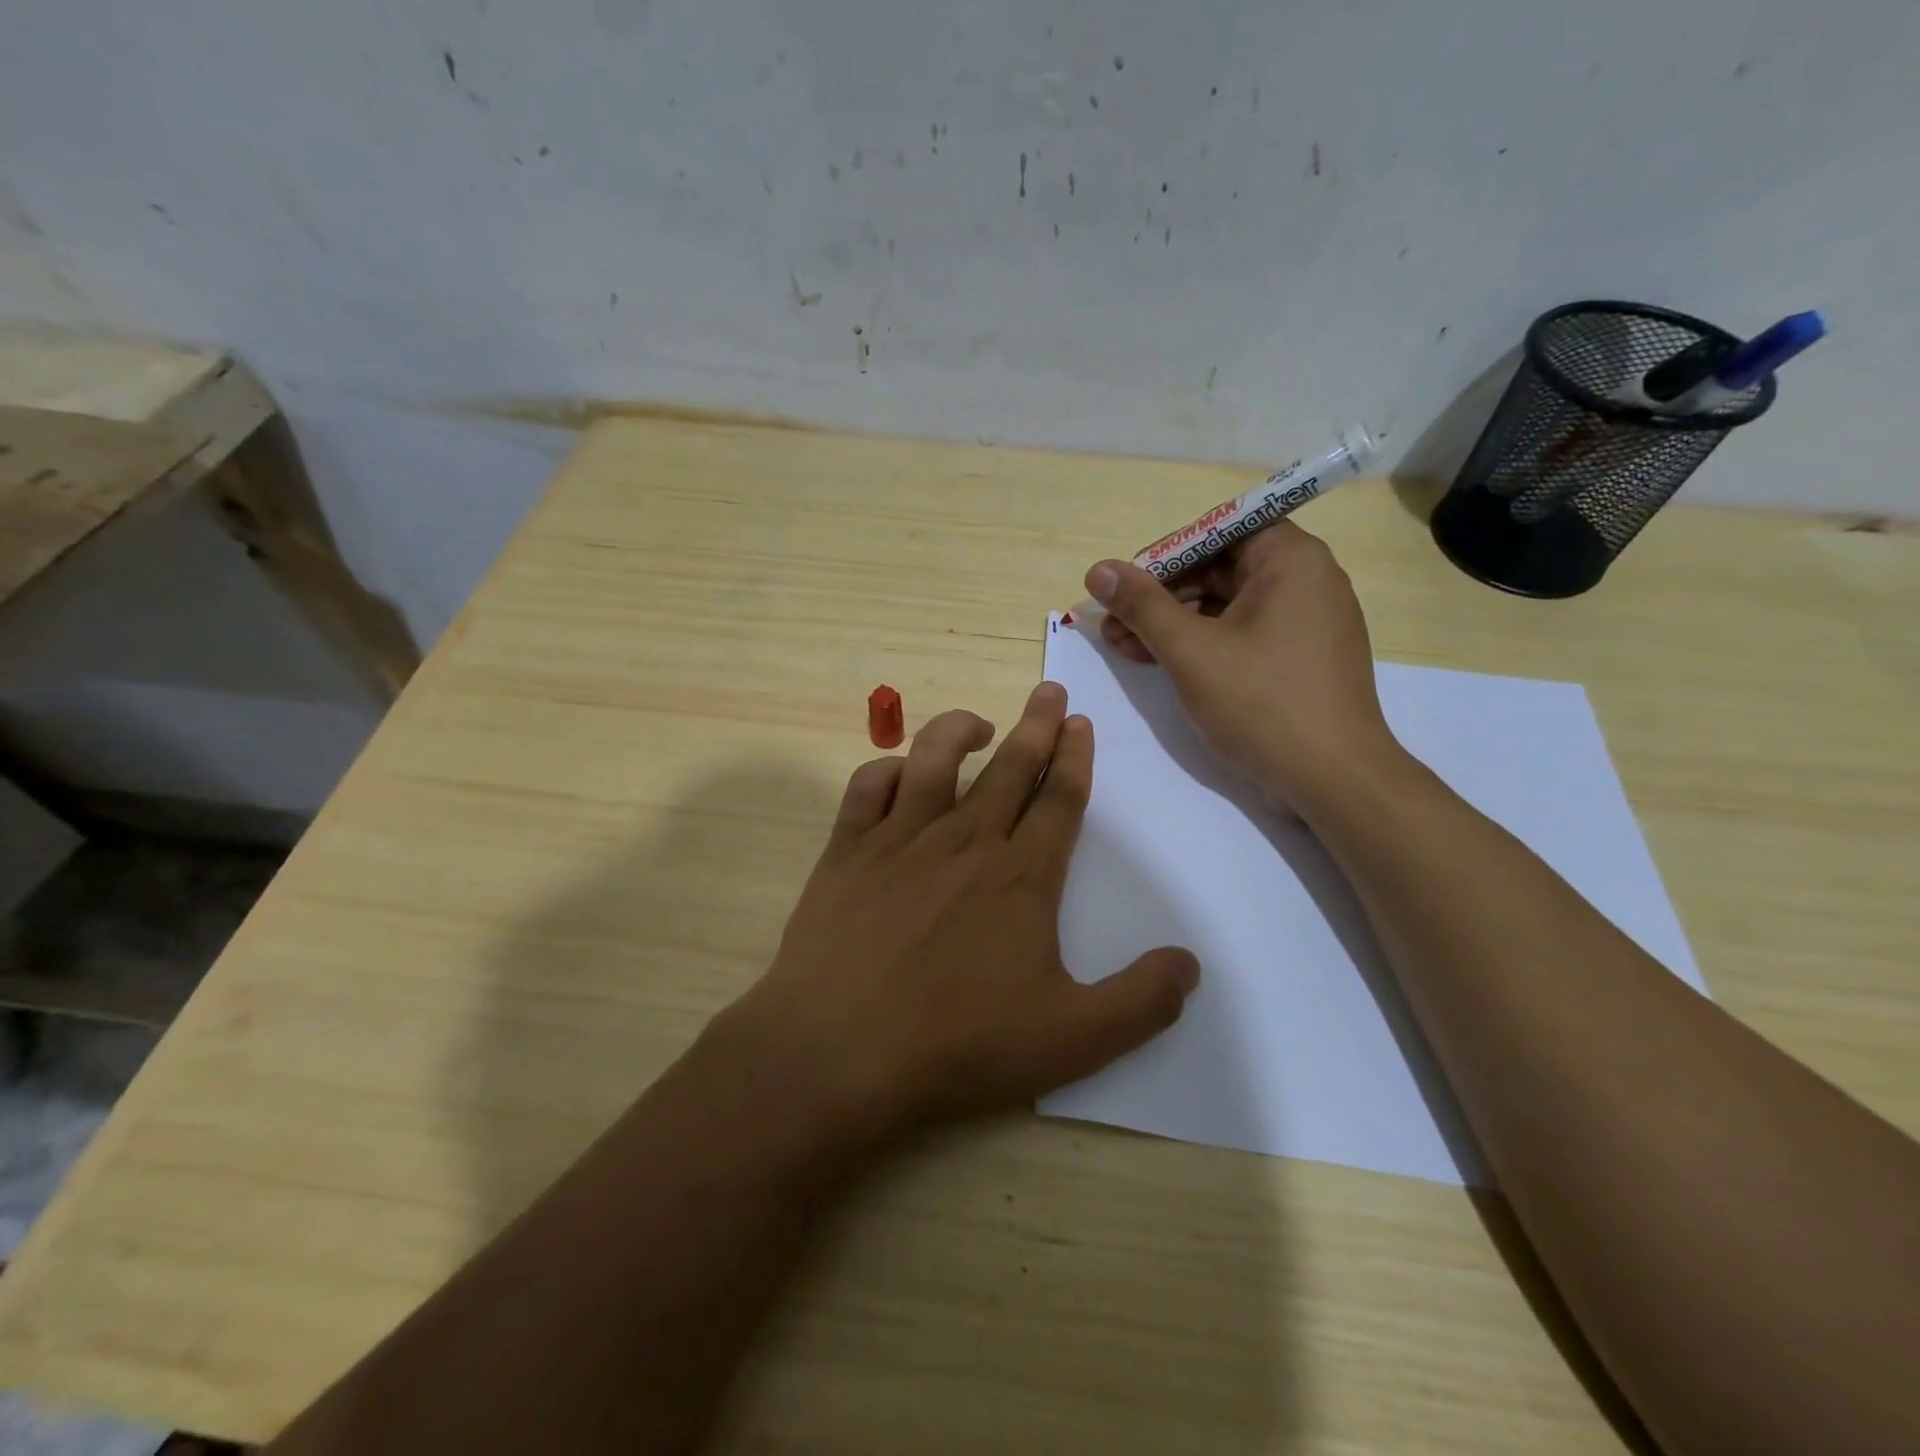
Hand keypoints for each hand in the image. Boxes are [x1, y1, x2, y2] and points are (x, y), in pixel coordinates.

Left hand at [719, 683, 1199, 1138]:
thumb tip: (1189, 965)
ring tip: (982, 722)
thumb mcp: (1072, 1040)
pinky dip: (886, 770)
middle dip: (1037, 724)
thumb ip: (1140, 1002)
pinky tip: (899, 775)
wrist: (838, 1051)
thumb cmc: (958, 1045)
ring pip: (935, 758)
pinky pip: (867, 787)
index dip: (1075, 759)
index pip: (1059, 800)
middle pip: (1010, 766)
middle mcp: (965, 841)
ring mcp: (900, 839)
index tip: (1081, 724)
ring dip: (962, 728)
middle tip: (1050, 691)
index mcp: (1021, 876)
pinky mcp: (847, 851)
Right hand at [1086, 522, 1400, 810]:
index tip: (1124, 586)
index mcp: (1290, 559)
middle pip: (1218, 568)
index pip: (1216, 531)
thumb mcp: (1190, 651)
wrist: (1333, 779)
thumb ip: (1142, 605)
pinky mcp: (1300, 657)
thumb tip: (1098, 570)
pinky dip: (1201, 645)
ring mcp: (1305, 621)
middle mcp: (1305, 579)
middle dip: (1160, 597)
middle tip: (1112, 624)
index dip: (1164, 555)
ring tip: (1123, 648)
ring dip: (1172, 624)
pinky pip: (1242, 634)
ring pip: (1225, 605)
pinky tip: (1159, 663)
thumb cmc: (1262, 703)